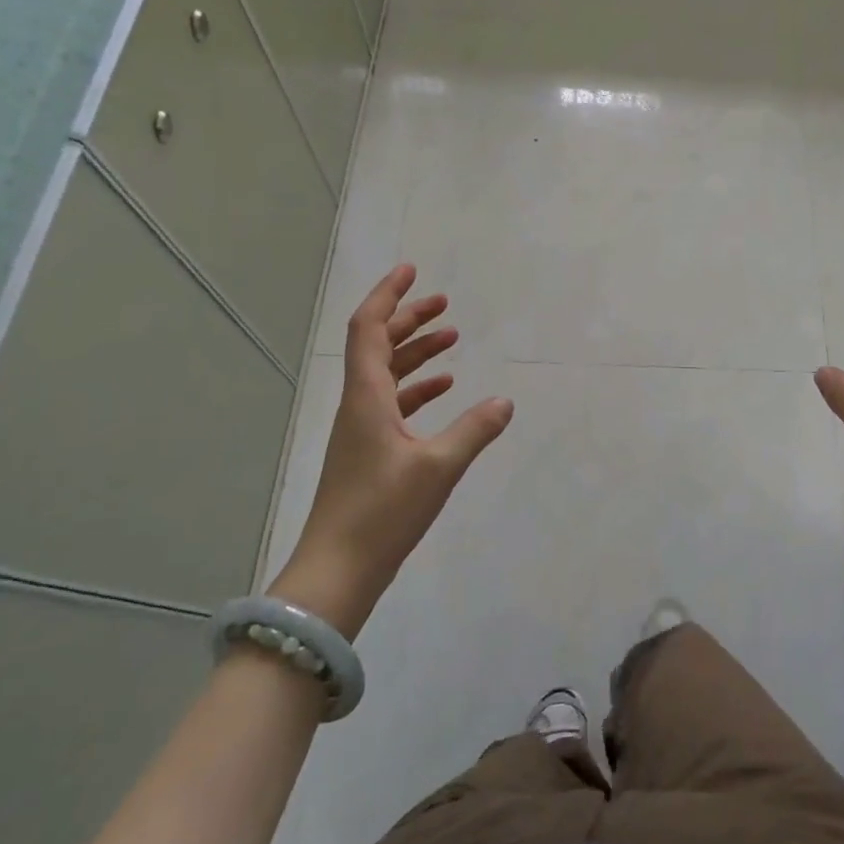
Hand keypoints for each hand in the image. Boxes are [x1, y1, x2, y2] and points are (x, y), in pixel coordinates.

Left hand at [271, 264, 512, 637]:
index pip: (368, 329)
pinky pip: (394, 404)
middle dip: (409, 319)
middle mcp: (359, 405)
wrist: (337, 572)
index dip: (388, 295)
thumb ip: (474, 430)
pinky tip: (445, 390)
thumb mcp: (438, 468)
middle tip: (444, 303)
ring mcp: (361, 431)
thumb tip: (505, 401)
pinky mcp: (369, 453)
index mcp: (366, 398)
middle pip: (378, 346)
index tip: (412, 271)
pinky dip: (418, 388)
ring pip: (387, 375)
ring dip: (416, 352)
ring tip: (452, 338)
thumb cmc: (382, 514)